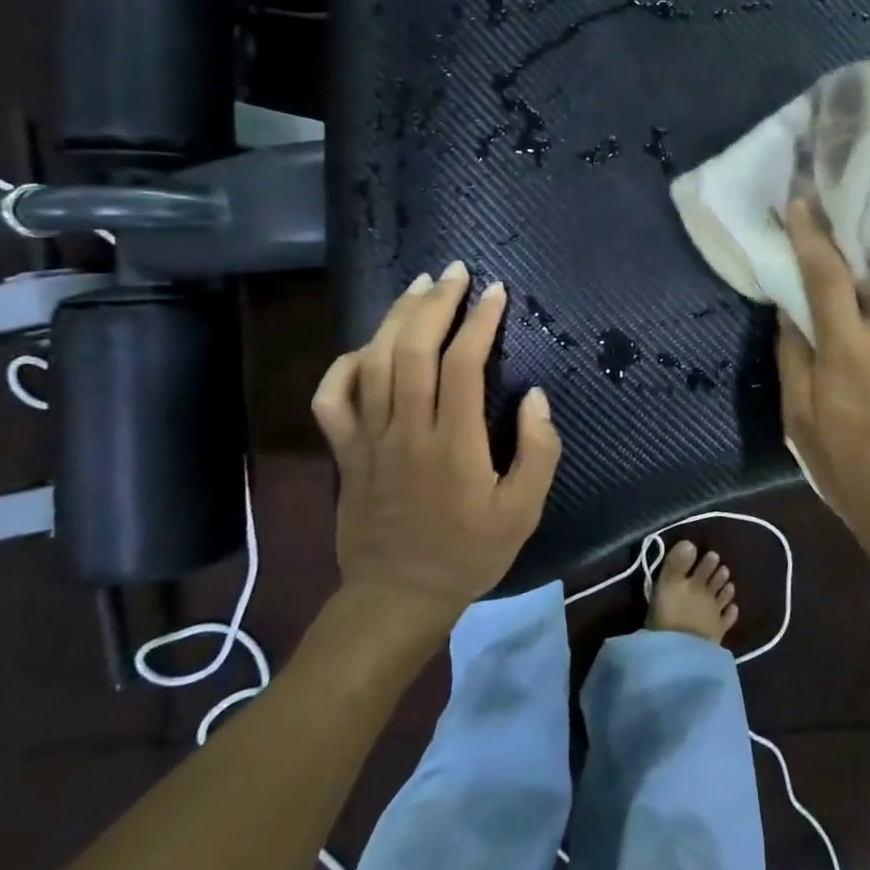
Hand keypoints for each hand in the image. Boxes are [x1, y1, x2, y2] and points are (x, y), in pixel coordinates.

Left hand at [311, 262, 561, 626]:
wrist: (397, 596)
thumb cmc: (468, 553)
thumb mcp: (522, 512)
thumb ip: (538, 452)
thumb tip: (535, 396)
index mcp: (453, 444)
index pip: (463, 363)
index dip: (480, 321)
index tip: (496, 293)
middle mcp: (406, 430)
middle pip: (413, 349)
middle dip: (435, 303)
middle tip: (454, 272)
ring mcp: (368, 439)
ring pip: (374, 362)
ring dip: (396, 317)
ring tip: (418, 287)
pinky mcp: (345, 452)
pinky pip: (331, 398)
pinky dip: (343, 365)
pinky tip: (366, 347)